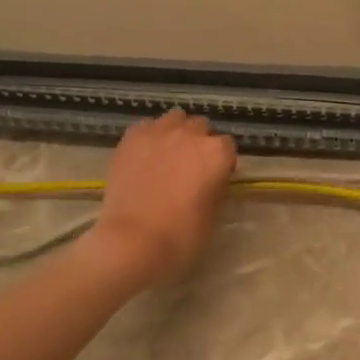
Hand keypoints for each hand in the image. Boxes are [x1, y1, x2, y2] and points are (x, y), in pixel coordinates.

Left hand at [84, 109, 237, 287]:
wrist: (133, 240)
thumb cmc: (182, 235)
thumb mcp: (214, 214)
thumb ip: (217, 187)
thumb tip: (213, 179)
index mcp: (217, 153)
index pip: (227, 147)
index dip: (222, 163)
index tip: (215, 178)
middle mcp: (190, 134)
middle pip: (201, 127)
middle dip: (199, 143)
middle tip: (190, 167)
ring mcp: (158, 132)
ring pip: (174, 119)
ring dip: (176, 132)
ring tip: (168, 155)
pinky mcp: (131, 138)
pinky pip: (147, 127)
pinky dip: (150, 137)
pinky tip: (145, 157)